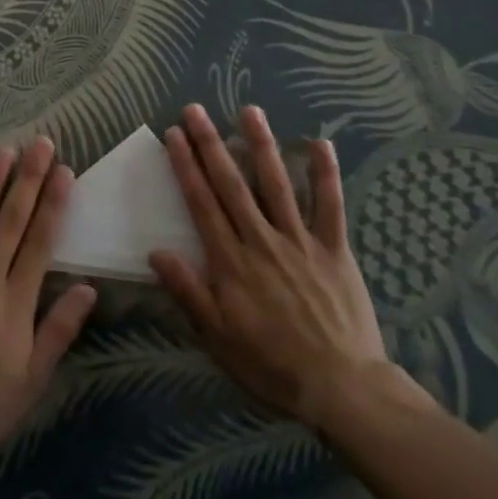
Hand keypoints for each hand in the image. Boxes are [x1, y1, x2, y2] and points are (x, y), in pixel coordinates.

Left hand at [0, 138, 97, 467]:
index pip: (40, 242)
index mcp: (16, 300)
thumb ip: (59, 329)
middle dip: (29, 179)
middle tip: (41, 144)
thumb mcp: (32, 378)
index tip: (64, 171)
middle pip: (12, 221)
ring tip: (4, 150)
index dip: (54, 205)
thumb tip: (87, 288)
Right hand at [149, 104, 431, 436]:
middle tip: (196, 109)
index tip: (174, 134)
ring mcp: (300, 241)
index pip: (202, 203)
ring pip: (277, 184)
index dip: (186, 166)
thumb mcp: (218, 338)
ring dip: (261, 145)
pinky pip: (330, 205)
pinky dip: (326, 174)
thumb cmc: (272, 365)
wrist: (341, 389)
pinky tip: (320, 142)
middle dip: (211, 144)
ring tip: (249, 111)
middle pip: (231, 184)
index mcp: (231, 261)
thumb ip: (188, 292)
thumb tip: (156, 251)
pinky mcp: (334, 248)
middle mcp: (261, 240)